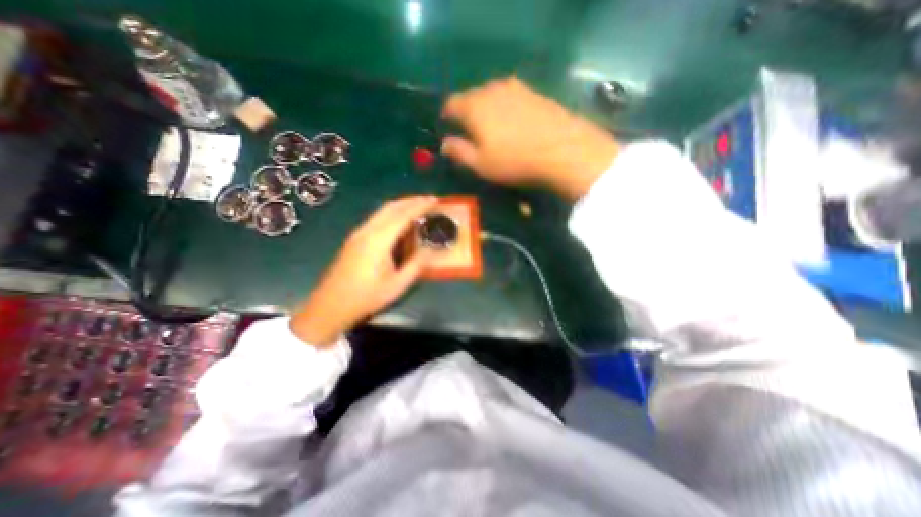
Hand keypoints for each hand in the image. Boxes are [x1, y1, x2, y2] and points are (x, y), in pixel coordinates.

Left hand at [294, 195, 440, 346]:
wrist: (330, 306)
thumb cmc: (366, 297)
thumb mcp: (397, 285)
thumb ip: (415, 265)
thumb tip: (430, 251)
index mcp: (378, 240)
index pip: (403, 215)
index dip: (420, 206)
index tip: (435, 200)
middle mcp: (367, 231)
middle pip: (391, 207)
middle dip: (411, 200)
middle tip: (429, 200)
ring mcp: (358, 234)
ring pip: (382, 211)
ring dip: (401, 205)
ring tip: (417, 207)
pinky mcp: (354, 239)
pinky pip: (376, 219)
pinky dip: (391, 214)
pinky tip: (399, 222)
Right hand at [438, 77, 618, 201]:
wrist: (561, 150)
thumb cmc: (514, 161)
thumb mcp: (480, 164)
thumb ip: (459, 152)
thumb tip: (444, 144)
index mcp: (474, 106)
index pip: (451, 104)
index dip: (447, 115)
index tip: (447, 126)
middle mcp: (492, 89)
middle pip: (471, 96)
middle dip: (467, 111)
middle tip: (470, 129)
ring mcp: (515, 87)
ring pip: (492, 93)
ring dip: (487, 106)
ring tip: (491, 124)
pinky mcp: (534, 92)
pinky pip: (511, 95)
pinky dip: (505, 105)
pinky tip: (513, 120)